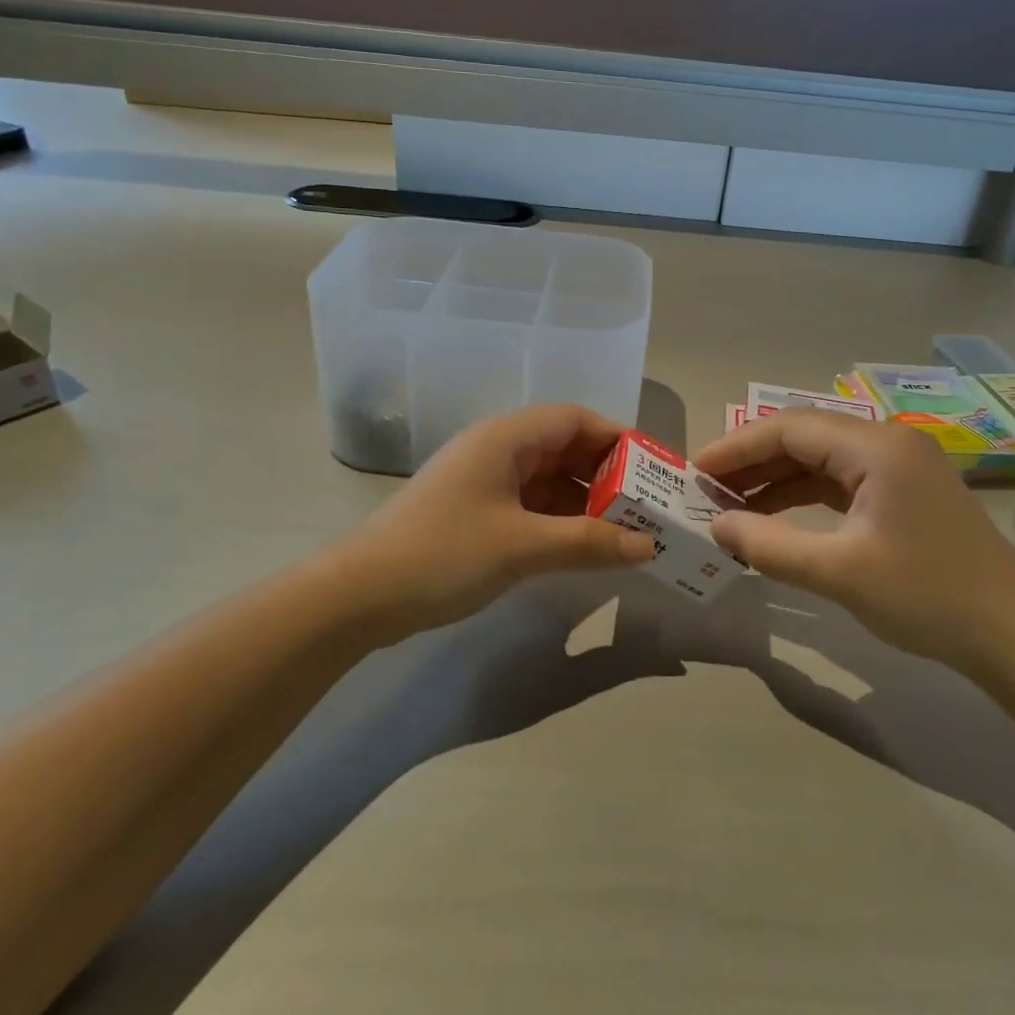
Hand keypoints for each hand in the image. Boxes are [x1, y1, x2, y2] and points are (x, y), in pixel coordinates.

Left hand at [333, 405, 655, 641]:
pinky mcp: (475, 513)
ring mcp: (483, 482)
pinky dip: (560, 521)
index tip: (653, 470)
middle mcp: (497, 450)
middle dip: (607, 475)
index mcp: (506, 438)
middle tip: (648, 507)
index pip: (575, 420)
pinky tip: (584, 547)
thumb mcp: (523, 546)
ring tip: (626, 531)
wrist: (361, 595)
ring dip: (585, 502)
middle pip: (564, 448)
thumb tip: (648, 546)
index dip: (618, 439)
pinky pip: (531, 506)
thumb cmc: (444, 554)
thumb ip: (589, 542)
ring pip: (549, 480)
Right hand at [693, 410, 1014, 671]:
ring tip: (728, 506)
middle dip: (750, 463)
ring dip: (773, 481)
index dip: (735, 448)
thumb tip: (715, 526)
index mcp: (876, 447)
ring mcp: (898, 468)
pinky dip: (801, 498)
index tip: (694, 472)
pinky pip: (839, 483)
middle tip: (704, 491)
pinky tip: (773, 519)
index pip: (789, 429)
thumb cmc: (927, 596)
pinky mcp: (902, 495)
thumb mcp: (838, 572)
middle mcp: (887, 443)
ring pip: (819, 461)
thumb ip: (769, 545)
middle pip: (803, 439)